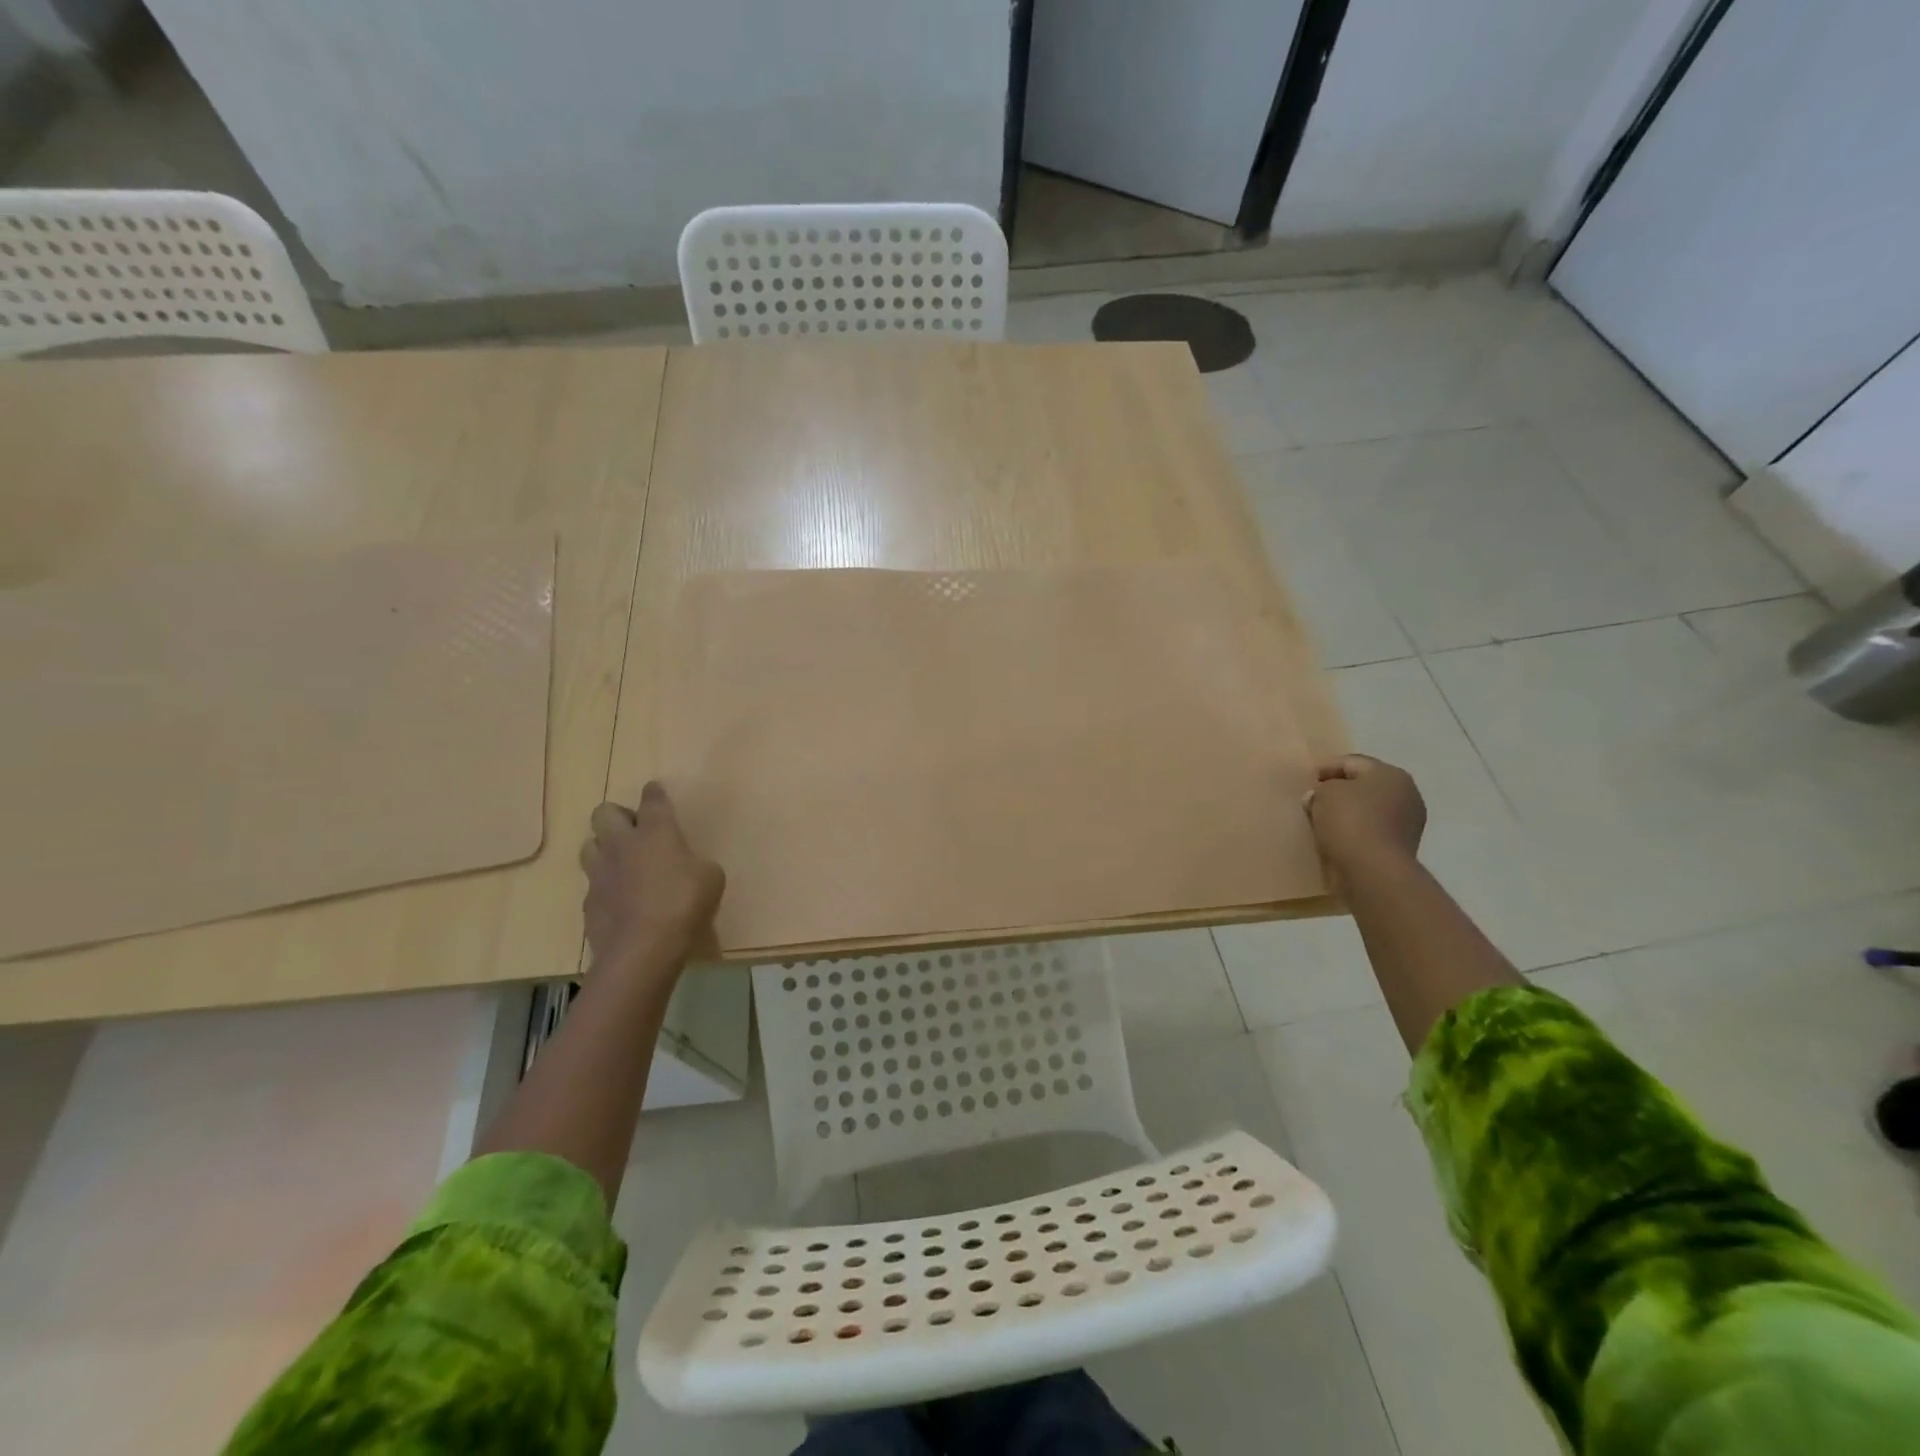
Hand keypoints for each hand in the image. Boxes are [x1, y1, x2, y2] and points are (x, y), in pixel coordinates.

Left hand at [579, 782, 725, 972]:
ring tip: (622, 863)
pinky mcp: (589, 902)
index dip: (654, 793)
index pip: (652, 800)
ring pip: (589, 845)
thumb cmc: (683, 905)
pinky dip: (605, 886)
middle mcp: (622, 845)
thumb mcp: (711, 879)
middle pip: (603, 812)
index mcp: (656, 832)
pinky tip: (621, 900)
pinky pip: (593, 884)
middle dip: (617, 816)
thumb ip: (698, 864)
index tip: (655, 790)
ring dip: (604, 848)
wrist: (642, 950)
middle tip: (635, 832)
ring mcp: (600, 873)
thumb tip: (690, 866)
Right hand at [1303, 755, 1425, 888]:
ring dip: (1347, 814)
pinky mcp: (1400, 848)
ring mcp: (1407, 823)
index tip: (1306, 781)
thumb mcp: (1324, 794)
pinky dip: (1354, 833)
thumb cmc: (1349, 821)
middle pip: (1364, 786)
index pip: (1352, 762)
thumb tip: (1320, 797)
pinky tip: (1336, 839)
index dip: (1326, 768)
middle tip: (1313, 800)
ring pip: (1368, 810)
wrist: (1373, 870)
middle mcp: (1406, 794)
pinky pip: (1371, 832)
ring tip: (1321, 822)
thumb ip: (1321, 789)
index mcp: (1390, 774)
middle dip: (1339, 791)